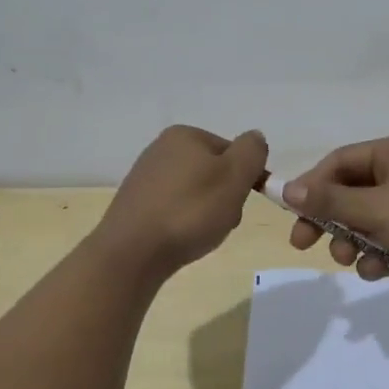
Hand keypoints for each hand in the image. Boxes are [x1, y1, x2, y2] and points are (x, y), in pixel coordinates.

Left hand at [96, 126, 267, 280]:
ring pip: (196, 193)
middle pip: (214, 172)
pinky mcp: (136, 204)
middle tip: (221, 220)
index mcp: (185, 135)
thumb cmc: (191, 211)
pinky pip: (175, 209)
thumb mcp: (235, 176)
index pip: (233, 152)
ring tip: (200, 234)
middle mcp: (162, 149)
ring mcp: (146, 177)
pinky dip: (184, 222)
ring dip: (207, 212)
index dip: (245, 178)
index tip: (240, 201)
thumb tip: (255, 138)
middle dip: (225, 197)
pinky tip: (181, 238)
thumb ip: (252, 151)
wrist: (133, 252)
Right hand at [283, 133, 388, 299]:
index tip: (291, 214)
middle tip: (304, 245)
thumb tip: (287, 189)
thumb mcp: (379, 210)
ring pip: (368, 219)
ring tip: (352, 261)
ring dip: (354, 241)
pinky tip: (379, 270)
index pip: (341, 161)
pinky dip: (379, 254)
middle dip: (331, 220)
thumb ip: (332, 201)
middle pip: (352, 191)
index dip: (312, 186)